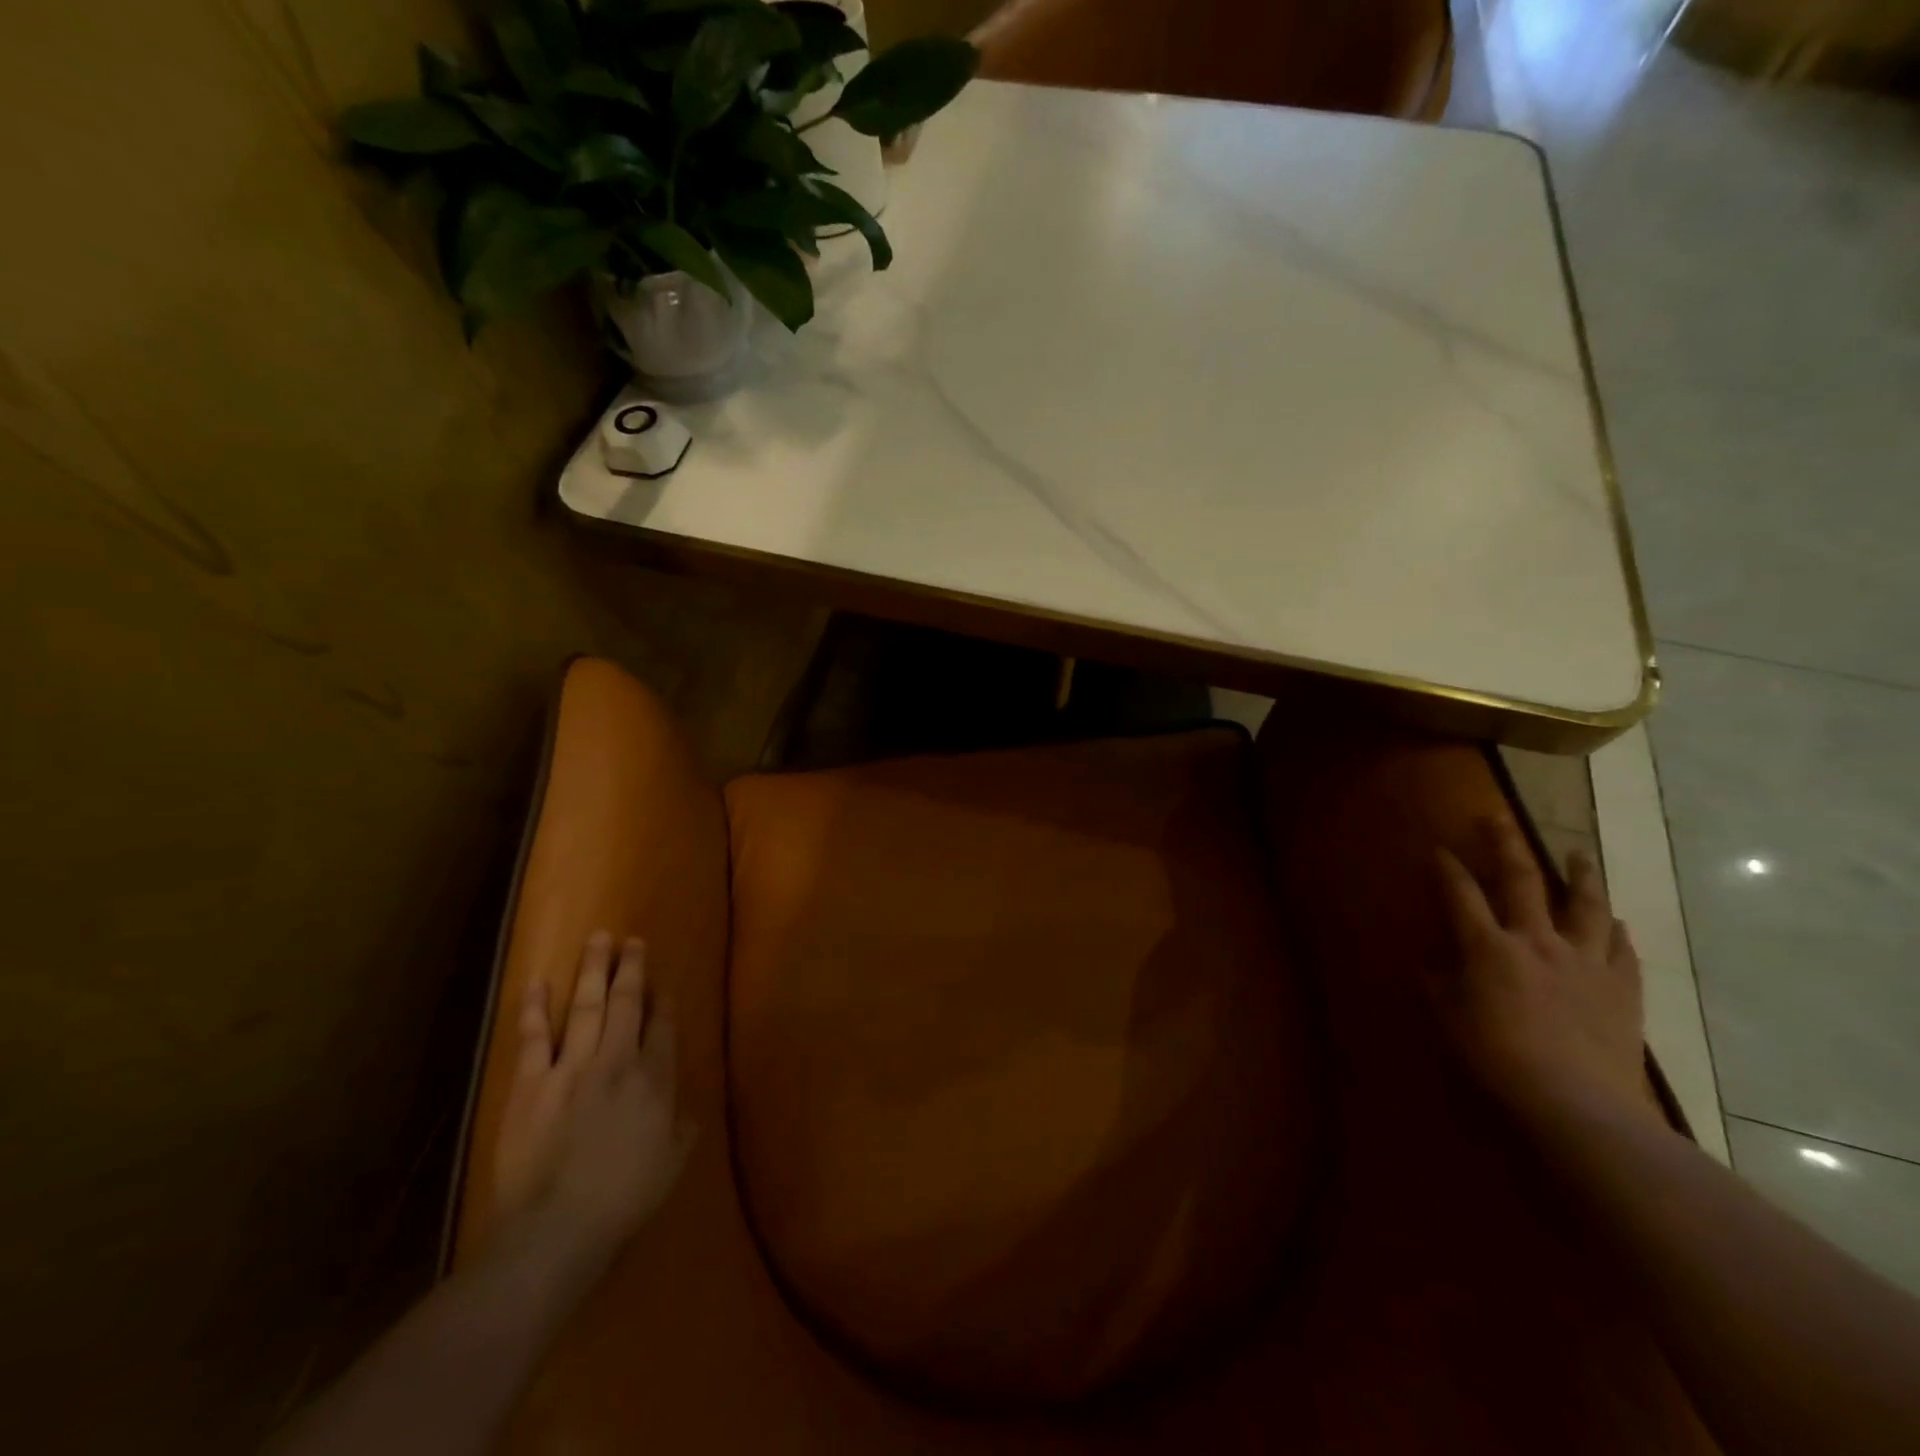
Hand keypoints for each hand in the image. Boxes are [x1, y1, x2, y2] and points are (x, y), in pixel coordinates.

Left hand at [492, 933, 690, 1270]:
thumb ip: (682, 1130)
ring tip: (599, 939)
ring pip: (587, 1007)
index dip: (664, 1003)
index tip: (663, 983)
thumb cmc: (625, 1199)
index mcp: (654, 1081)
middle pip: (627, 1004)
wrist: (558, 1227)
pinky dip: (535, 1008)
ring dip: (593, 970)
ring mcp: (572, 1068)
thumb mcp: (672, 1164)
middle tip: (634, 940)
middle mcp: (617, 1061)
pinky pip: (533, 1038)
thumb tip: (687, 1110)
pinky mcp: (530, 1084)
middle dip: (632, 969)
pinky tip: (539, 981)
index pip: (664, 1029)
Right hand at [1430, 820, 1656, 1132]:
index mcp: (1489, 946)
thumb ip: (1440, 984)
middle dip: (1506, 844)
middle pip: (1522, 879)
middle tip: (1498, 819)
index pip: (1461, 894)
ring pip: (1586, 905)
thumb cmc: (1498, 1056)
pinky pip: (1622, 949)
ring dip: (1581, 875)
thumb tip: (1435, 965)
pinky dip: (1615, 930)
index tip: (1438, 850)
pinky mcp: (1622, 986)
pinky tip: (1615, 923)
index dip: (1447, 869)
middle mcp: (1537, 940)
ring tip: (1579, 855)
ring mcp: (1585, 960)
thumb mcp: (1450, 1017)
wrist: (1576, 1100)